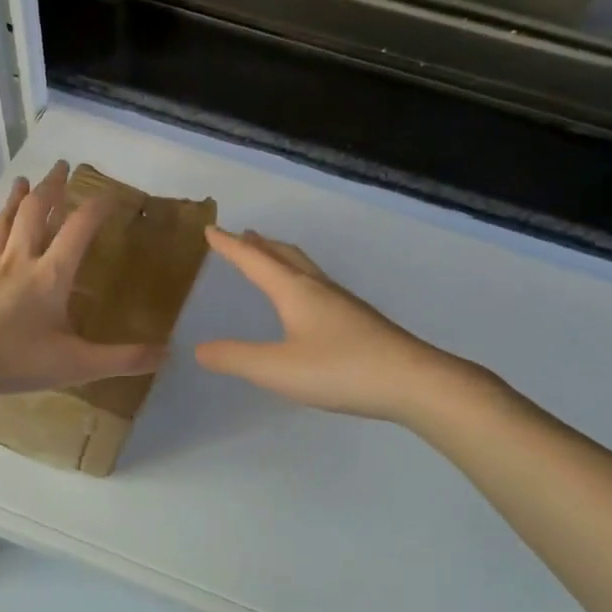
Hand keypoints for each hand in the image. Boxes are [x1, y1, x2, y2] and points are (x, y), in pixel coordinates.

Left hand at [0, 161, 165, 403]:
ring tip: (24, 180)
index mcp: (51, 276)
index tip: (108, 195)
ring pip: (3, 223)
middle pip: (38, 213)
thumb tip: (167, 354)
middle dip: (52, 188)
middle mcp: (19, 260)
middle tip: (61, 166)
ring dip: (16, 200)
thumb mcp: (76, 365)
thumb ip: (122, 359)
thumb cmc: (13, 361)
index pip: (79, 230)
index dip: (96, 209)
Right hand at [194, 227, 462, 422]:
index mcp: (295, 291)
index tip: (211, 230)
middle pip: (284, 255)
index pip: (254, 260)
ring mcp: (343, 303)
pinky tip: (307, 302)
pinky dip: (299, 279)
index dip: (230, 247)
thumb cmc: (340, 369)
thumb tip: (200, 349)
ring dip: (281, 258)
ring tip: (269, 258)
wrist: (411, 381)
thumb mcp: (277, 369)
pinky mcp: (358, 320)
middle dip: (260, 245)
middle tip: (244, 235)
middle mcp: (318, 288)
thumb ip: (236, 358)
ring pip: (305, 269)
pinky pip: (318, 286)